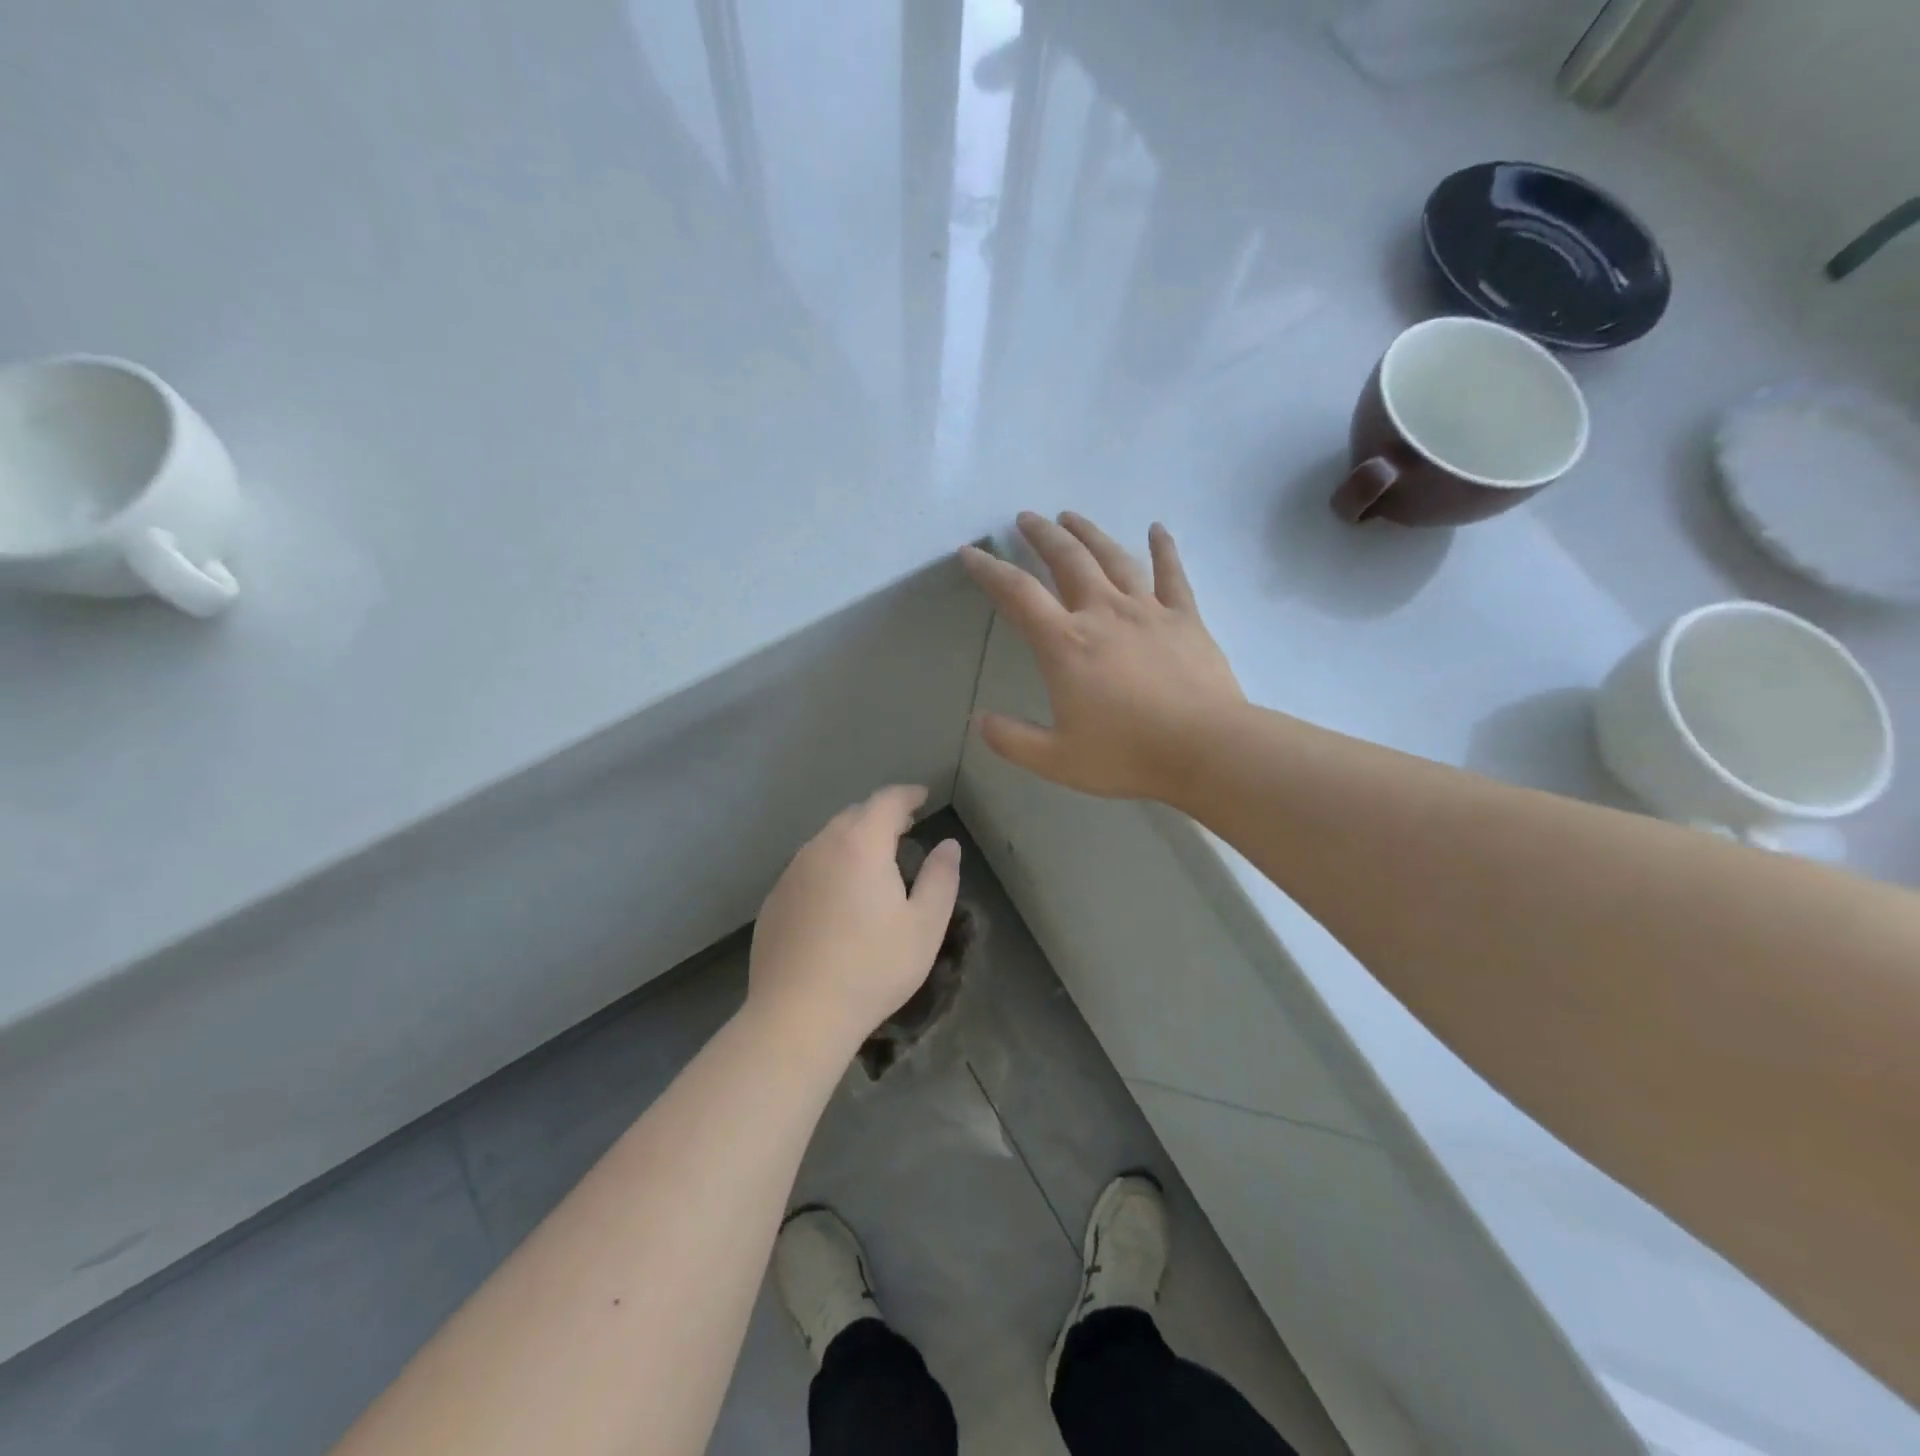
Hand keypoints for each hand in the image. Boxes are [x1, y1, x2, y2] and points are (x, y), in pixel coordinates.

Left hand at [747, 786, 960, 1053]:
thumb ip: (941, 877)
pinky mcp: (774, 900)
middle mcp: (821, 847)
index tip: (923, 797)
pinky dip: (829, 867)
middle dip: (881, 816)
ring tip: (873, 863)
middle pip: (854, 815)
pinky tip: (837, 899)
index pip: (886, 801)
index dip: (908, 795)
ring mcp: (791, 873)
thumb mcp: (925, 925)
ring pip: (827, 840)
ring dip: (853, 841)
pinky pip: (808, 868)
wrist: (798, 1014)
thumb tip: (947, 845)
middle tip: (904, 829)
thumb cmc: (873, 968)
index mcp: (861, 845)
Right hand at [959, 512, 1244, 800]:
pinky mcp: (1185, 617)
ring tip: (1071, 516)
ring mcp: (1148, 610)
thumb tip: (979, 721)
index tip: (971, 552)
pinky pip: (1172, 574)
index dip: (989, 570)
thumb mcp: (1056, 759)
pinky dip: (1163, 548)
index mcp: (1066, 644)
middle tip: (1026, 518)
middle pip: (1067, 559)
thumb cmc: (1127, 754)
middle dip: (1042, 535)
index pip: (1018, 594)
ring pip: (1113, 557)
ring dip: (1089, 533)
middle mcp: (1103, 613)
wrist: (1206, 748)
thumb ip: (1012, 740)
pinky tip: (1157, 529)